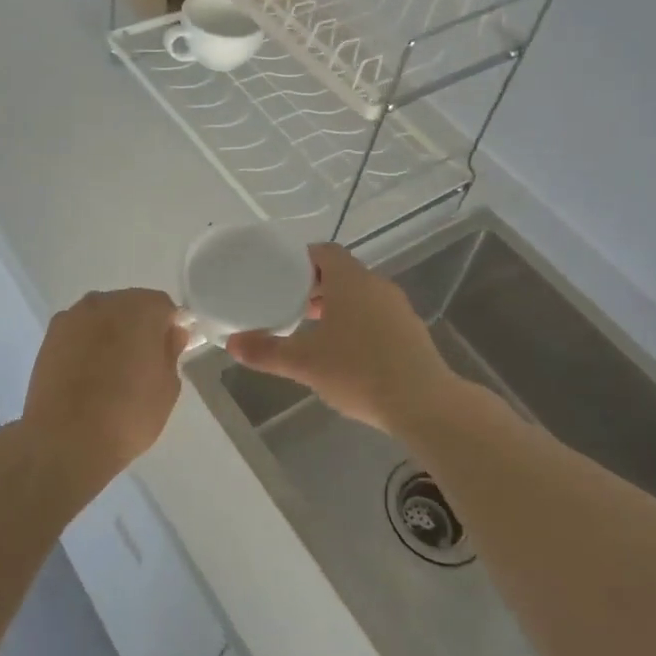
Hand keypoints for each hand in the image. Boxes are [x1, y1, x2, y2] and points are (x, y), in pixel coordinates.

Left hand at [20, 289, 188, 492]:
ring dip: (110, 332)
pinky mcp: (50, 336)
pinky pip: (79, 331)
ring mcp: (73, 317)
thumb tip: (172, 333)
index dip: (170, 326)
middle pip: (130, 305)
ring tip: (112, 369)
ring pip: (102, 316)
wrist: (65, 440)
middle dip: (139, 326)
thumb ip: (171, 352)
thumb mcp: (167, 389)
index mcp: (140, 309)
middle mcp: (104, 302)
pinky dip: (86, 343)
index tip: (171, 350)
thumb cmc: (127, 415)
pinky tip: (87, 373)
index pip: (163, 305)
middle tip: (142, 361)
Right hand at [226, 244, 450, 433]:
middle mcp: (376, 285)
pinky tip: (346, 352)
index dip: (301, 258)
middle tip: (289, 302)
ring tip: (313, 329)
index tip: (281, 272)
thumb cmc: (358, 371)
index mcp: (350, 281)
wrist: (423, 403)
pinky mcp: (411, 332)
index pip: (324, 252)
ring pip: (361, 296)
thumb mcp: (304, 363)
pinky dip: (358, 323)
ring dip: (338, 306)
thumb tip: (232, 344)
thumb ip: (266, 351)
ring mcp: (398, 309)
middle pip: (342, 273)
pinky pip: (377, 316)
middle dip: (315, 286)